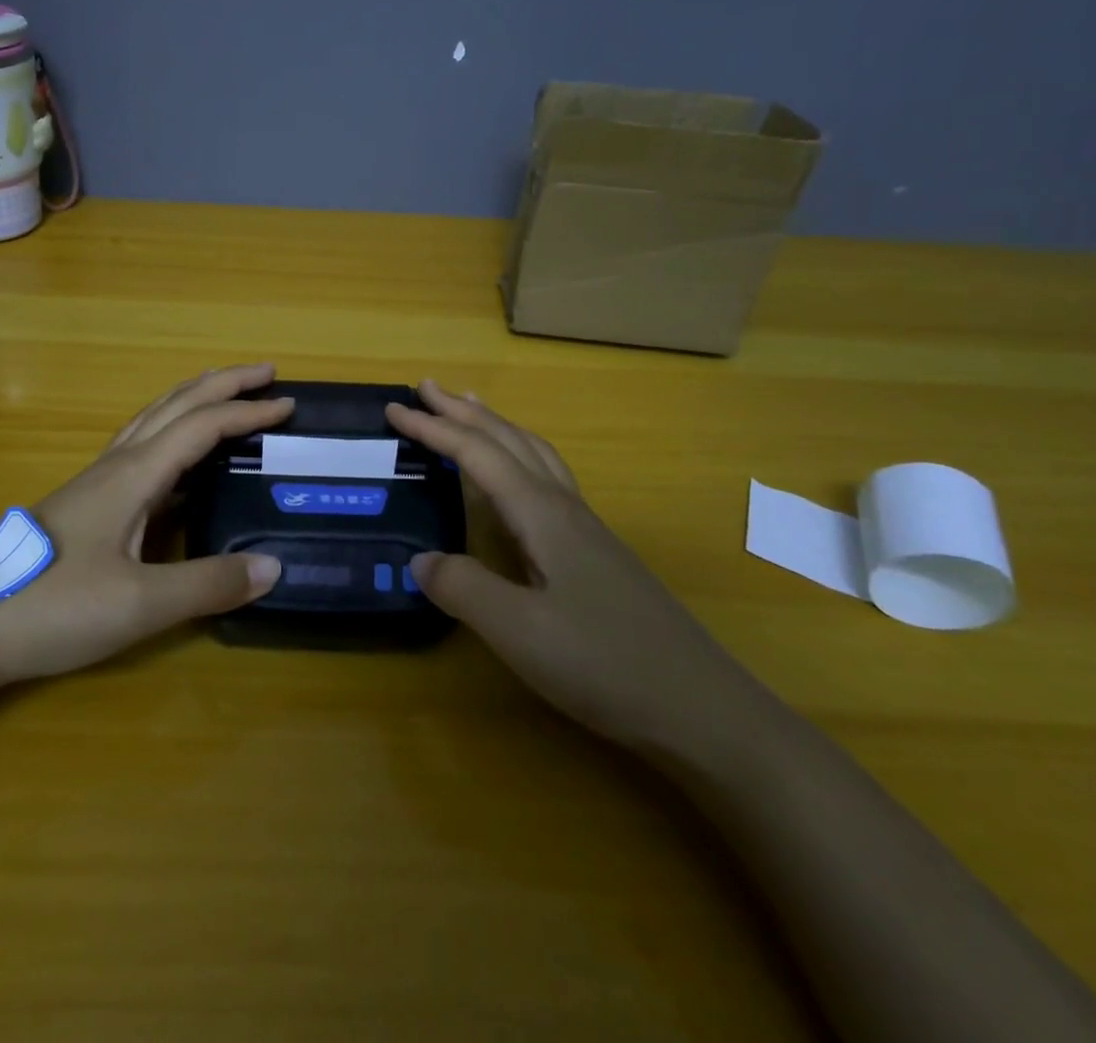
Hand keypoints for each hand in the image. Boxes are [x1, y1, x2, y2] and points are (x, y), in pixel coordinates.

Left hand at [0, 366, 291, 682]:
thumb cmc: (55, 607)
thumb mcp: (140, 603)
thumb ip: (208, 584)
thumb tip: (272, 566)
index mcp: (135, 474)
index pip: (202, 425)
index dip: (247, 411)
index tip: (288, 405)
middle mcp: (118, 464)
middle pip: (176, 403)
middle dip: (223, 383)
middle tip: (265, 373)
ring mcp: (99, 479)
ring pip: (154, 418)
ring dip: (195, 398)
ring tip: (226, 394)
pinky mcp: (88, 501)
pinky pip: (142, 445)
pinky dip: (174, 430)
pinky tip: (180, 460)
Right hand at [388, 381, 757, 752]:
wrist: (702, 708)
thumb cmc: (606, 663)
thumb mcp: (520, 631)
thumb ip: (464, 588)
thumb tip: (420, 560)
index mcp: (542, 514)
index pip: (477, 455)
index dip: (433, 429)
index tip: (393, 409)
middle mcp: (564, 508)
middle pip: (509, 440)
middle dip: (464, 412)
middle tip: (427, 388)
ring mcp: (587, 529)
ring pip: (535, 455)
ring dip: (496, 426)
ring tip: (471, 409)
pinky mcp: (597, 553)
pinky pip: (548, 480)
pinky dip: (520, 457)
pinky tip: (518, 480)